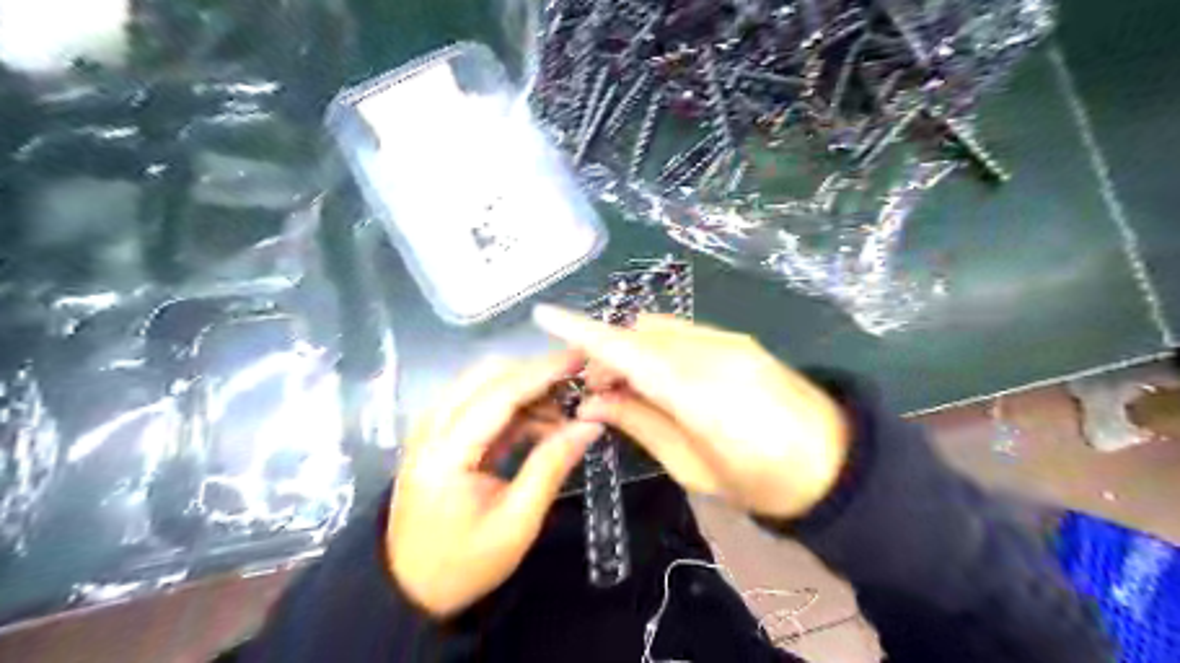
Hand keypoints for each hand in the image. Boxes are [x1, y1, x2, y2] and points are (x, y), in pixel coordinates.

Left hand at [391, 355, 602, 619]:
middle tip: (577, 386)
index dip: (542, 372)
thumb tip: (590, 424)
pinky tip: (542, 424)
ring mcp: (431, 428)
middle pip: (487, 376)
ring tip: (565, 412)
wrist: (409, 589)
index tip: (580, 358)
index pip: (499, 394)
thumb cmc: (464, 564)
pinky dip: (513, 404)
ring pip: (483, 383)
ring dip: (525, 387)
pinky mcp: (438, 434)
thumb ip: (551, 466)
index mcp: (445, 454)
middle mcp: (431, 429)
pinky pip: (479, 401)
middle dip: (535, 374)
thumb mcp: (516, 523)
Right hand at [535, 302, 849, 517]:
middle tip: (596, 392)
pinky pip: (682, 334)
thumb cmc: (762, 482)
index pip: (627, 351)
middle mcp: (711, 354)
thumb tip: (590, 402)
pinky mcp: (739, 340)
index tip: (544, 315)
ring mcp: (729, 341)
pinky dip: (657, 348)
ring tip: (627, 388)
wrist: (837, 463)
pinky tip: (660, 378)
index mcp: (699, 394)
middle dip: (605, 353)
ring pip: (659, 330)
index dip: (582, 331)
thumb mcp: (694, 467)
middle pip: (638, 335)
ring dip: (631, 349)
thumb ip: (639, 424)